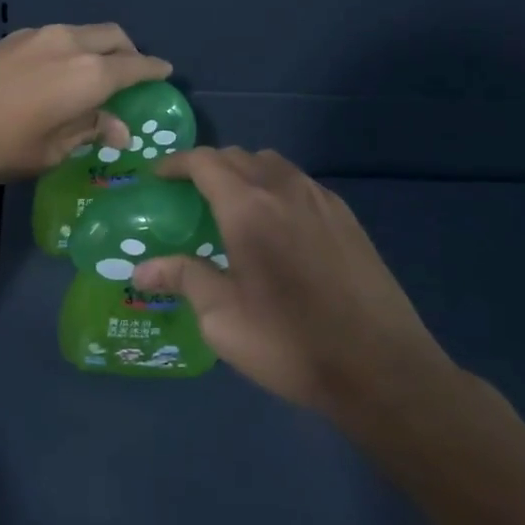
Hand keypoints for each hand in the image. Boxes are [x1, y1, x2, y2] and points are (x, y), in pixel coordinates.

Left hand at [0, 23, 170, 182]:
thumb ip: (89, 131)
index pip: (136, 67)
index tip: (165, 74)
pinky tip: (56, 75)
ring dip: (97, 49)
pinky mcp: (12, 38)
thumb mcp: (50, 150)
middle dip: (129, 53)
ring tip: (91, 78)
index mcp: (89, 74)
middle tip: (129, 77)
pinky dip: (70, 50)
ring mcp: (38, 36)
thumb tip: (118, 128)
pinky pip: (57, 38)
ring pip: (83, 33)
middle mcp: (70, 44)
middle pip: (113, 37)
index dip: (154, 71)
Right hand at [133, 147, 453, 420]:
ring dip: (245, 173)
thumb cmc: (290, 343)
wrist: (382, 368)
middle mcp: (284, 189)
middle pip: (239, 157)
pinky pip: (300, 184)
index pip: (205, 162)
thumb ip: (183, 280)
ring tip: (233, 206)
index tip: (158, 176)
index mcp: (248, 207)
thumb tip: (141, 270)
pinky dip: (276, 188)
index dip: (176, 163)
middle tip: (190, 195)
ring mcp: (321, 200)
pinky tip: (278, 226)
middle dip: (209, 166)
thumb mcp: (223, 319)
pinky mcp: (347, 218)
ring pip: (273, 165)